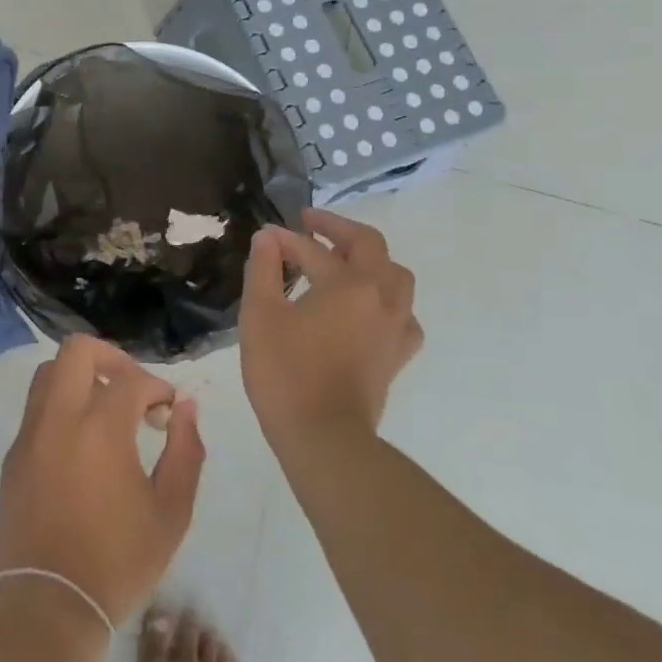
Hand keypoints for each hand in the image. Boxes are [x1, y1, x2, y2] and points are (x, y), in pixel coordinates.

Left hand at [0, 336, 205, 629]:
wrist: (48, 604)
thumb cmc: (117, 561)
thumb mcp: (171, 512)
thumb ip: (186, 451)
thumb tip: (186, 407)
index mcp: (100, 427)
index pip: (131, 378)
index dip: (157, 386)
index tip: (168, 411)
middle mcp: (59, 417)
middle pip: (77, 351)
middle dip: (111, 357)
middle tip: (132, 389)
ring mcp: (29, 434)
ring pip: (48, 373)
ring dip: (80, 377)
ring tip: (105, 409)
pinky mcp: (13, 455)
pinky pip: (36, 408)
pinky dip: (60, 406)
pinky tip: (80, 441)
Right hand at [240, 208, 423, 456]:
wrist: (324, 437)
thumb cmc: (285, 372)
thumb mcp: (260, 314)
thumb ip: (263, 269)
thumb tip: (267, 237)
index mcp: (349, 283)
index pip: (314, 249)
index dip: (285, 240)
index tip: (264, 238)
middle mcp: (382, 296)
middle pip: (370, 246)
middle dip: (338, 229)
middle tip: (311, 224)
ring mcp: (396, 326)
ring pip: (395, 276)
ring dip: (368, 260)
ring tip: (341, 261)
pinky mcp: (398, 354)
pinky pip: (401, 312)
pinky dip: (384, 299)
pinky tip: (366, 308)